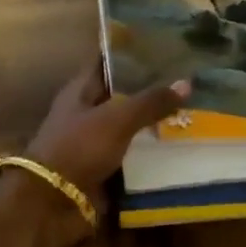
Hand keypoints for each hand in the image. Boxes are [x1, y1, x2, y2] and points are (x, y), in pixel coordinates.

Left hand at [5, 59, 190, 246]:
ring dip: (155, 123)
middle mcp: (87, 113)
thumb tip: (187, 82)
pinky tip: (180, 148)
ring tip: (194, 111)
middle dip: (151, 89)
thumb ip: (150, 101)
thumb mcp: (116, 118)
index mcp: (81, 91)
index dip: (131, 51)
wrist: (51, 203)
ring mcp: (94, 143)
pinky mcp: (103, 170)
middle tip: (189, 79)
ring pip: (130, 127)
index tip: (163, 43)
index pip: (107, 61)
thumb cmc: (78, 148)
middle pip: (122, 95)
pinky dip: (151, 154)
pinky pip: (132, 157)